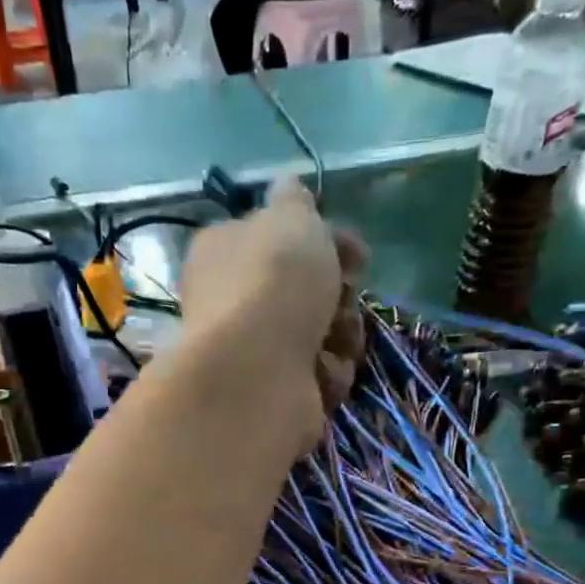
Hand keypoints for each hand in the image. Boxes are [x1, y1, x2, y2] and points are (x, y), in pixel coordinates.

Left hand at [176, 178, 367, 433]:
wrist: (257, 375)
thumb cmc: (272, 283)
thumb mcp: (289, 219)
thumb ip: (294, 202)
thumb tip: (289, 187)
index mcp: (227, 252)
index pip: (282, 240)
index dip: (326, 242)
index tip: (356, 252)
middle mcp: (237, 303)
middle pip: (309, 293)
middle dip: (339, 296)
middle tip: (343, 296)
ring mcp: (257, 354)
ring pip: (323, 337)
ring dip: (342, 337)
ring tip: (335, 340)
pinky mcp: (278, 395)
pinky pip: (321, 378)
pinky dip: (329, 375)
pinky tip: (321, 375)